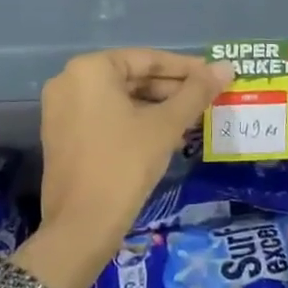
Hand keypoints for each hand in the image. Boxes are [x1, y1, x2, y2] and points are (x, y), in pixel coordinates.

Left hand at [36, 48, 233, 247]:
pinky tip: (166, 134)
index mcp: (90, 69)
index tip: (213, 75)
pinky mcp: (62, 135)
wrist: (81, 228)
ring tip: (193, 117)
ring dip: (156, 107)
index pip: (147, 59)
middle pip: (132, 77)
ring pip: (120, 98)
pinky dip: (134, 121)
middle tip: (207, 98)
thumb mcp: (165, 126)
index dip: (185, 68)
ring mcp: (62, 109)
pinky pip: (106, 116)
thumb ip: (196, 93)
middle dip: (170, 89)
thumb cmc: (124, 165)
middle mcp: (69, 80)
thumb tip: (226, 67)